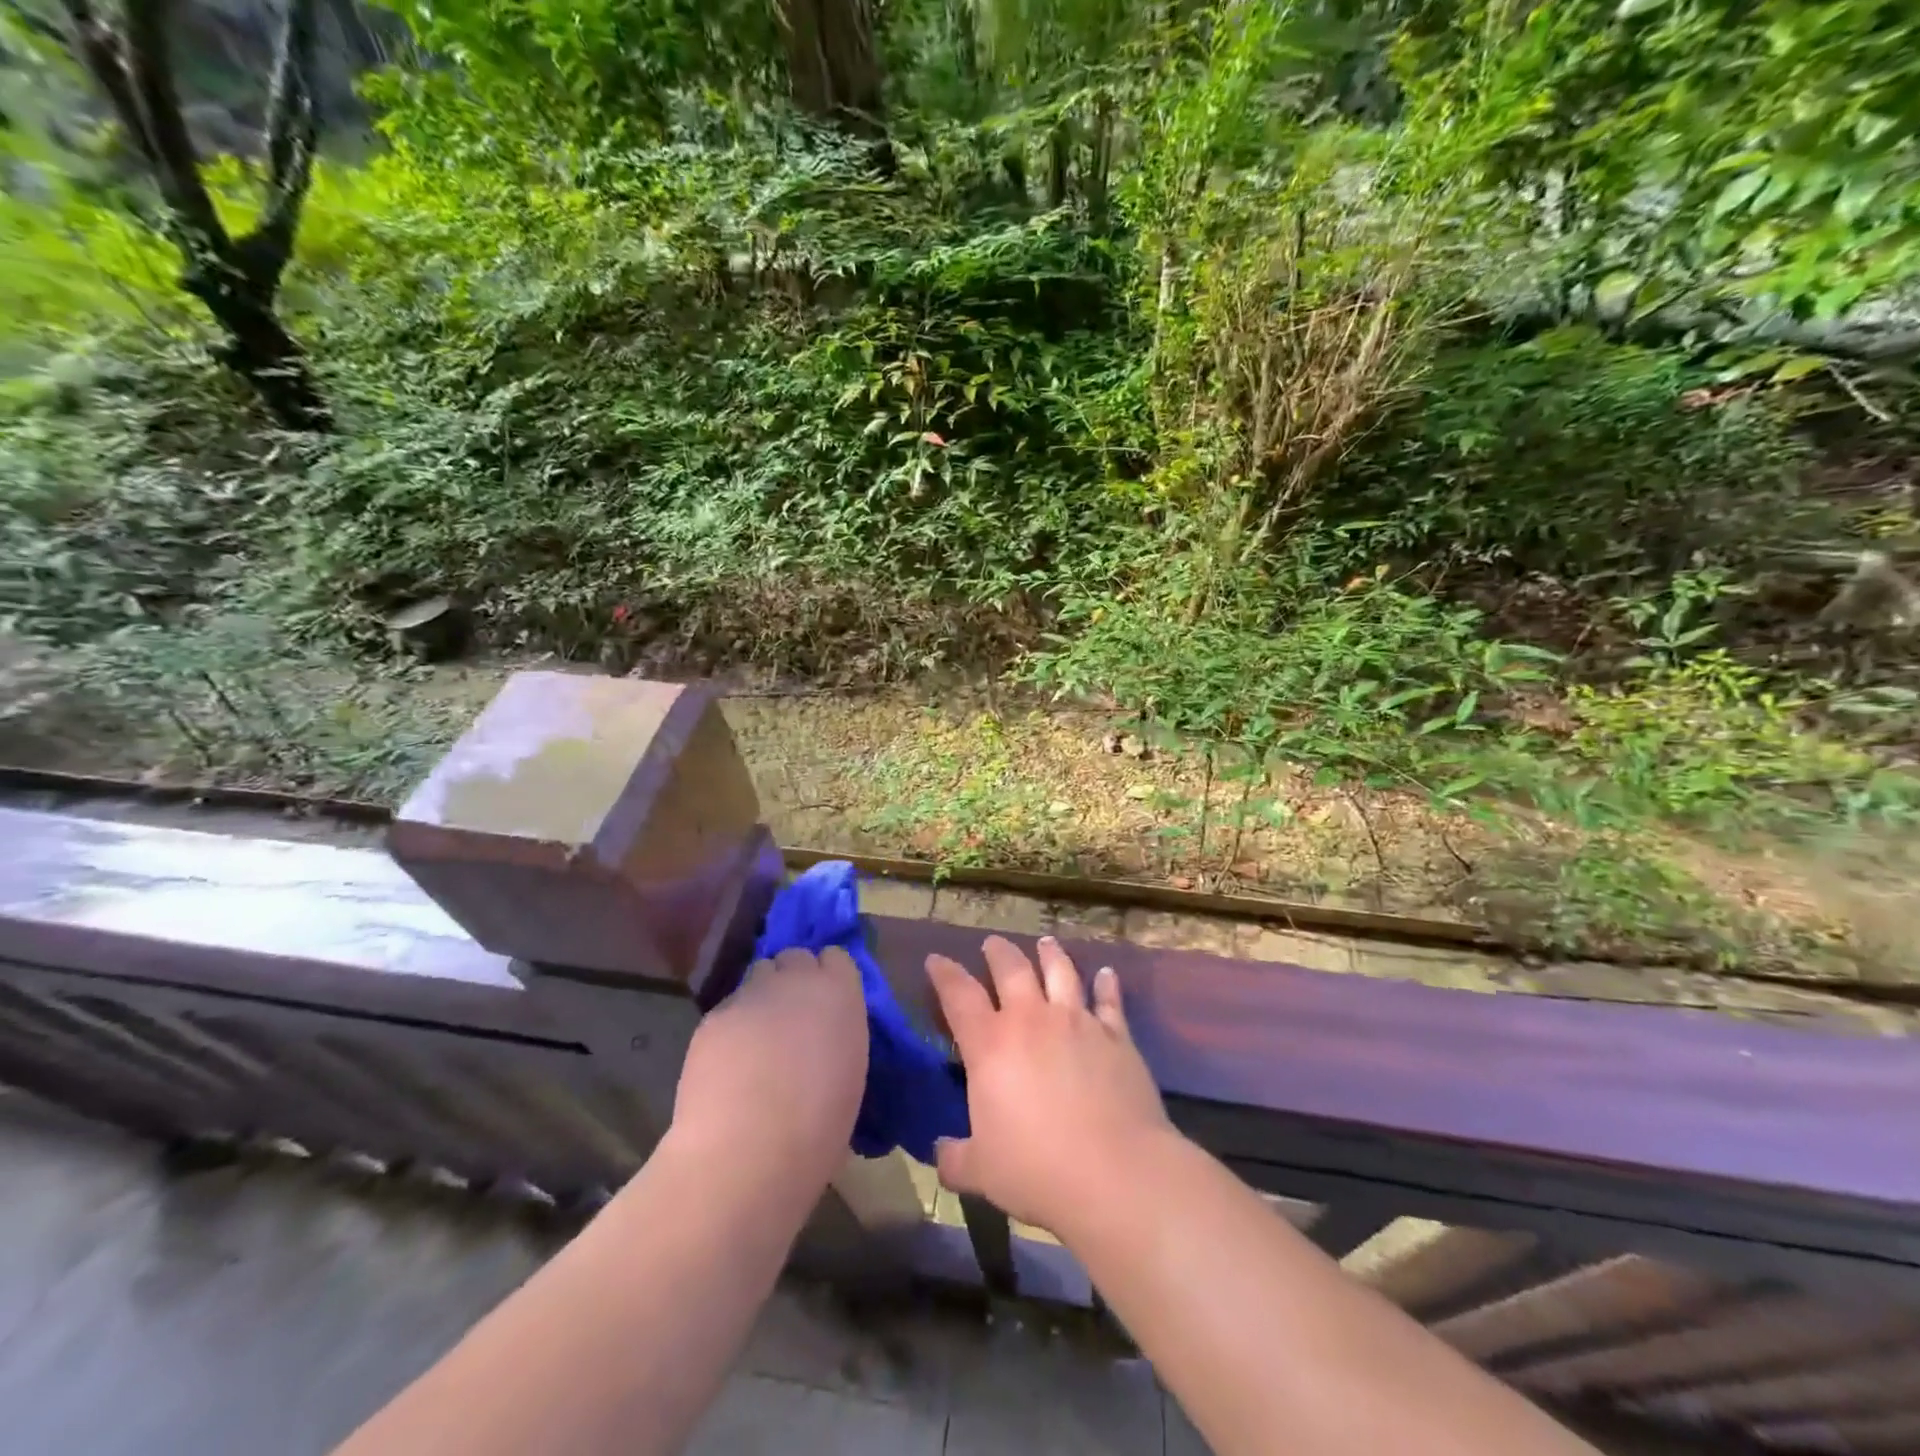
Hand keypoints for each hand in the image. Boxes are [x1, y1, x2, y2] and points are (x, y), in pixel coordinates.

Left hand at [670, 946, 866, 1183]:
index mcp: (840, 994)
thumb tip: (824, 1041)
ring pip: (758, 975)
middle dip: (793, 978)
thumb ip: (838, 1039)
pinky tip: (729, 1062)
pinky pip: (729, 1008)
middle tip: (792, 1017)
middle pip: (795, 957)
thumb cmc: (818, 1128)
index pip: (837, 958)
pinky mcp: (713, 1016)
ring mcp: (751, 994)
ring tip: (758, 1036)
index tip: (827, 1005)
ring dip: (762, 995)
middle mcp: (797, 981)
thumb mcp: (850, 1075)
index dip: (830, 978)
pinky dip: (732, 1026)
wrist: (748, 1152)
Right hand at [926, 935, 1171, 1235]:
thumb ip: (956, 1158)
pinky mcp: (1116, 1035)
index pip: (958, 994)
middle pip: (1011, 969)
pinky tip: (1107, 974)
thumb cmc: (1037, 1170)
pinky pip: (1110, 1000)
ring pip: (1060, 972)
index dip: (944, 973)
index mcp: (990, 1044)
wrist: (1115, 1172)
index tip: (936, 959)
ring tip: (1045, 942)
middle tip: (992, 943)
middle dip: (998, 952)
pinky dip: (1107, 984)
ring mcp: (1077, 1021)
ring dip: (1050, 954)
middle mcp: (1032, 1019)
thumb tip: (941, 1154)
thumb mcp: (981, 1171)